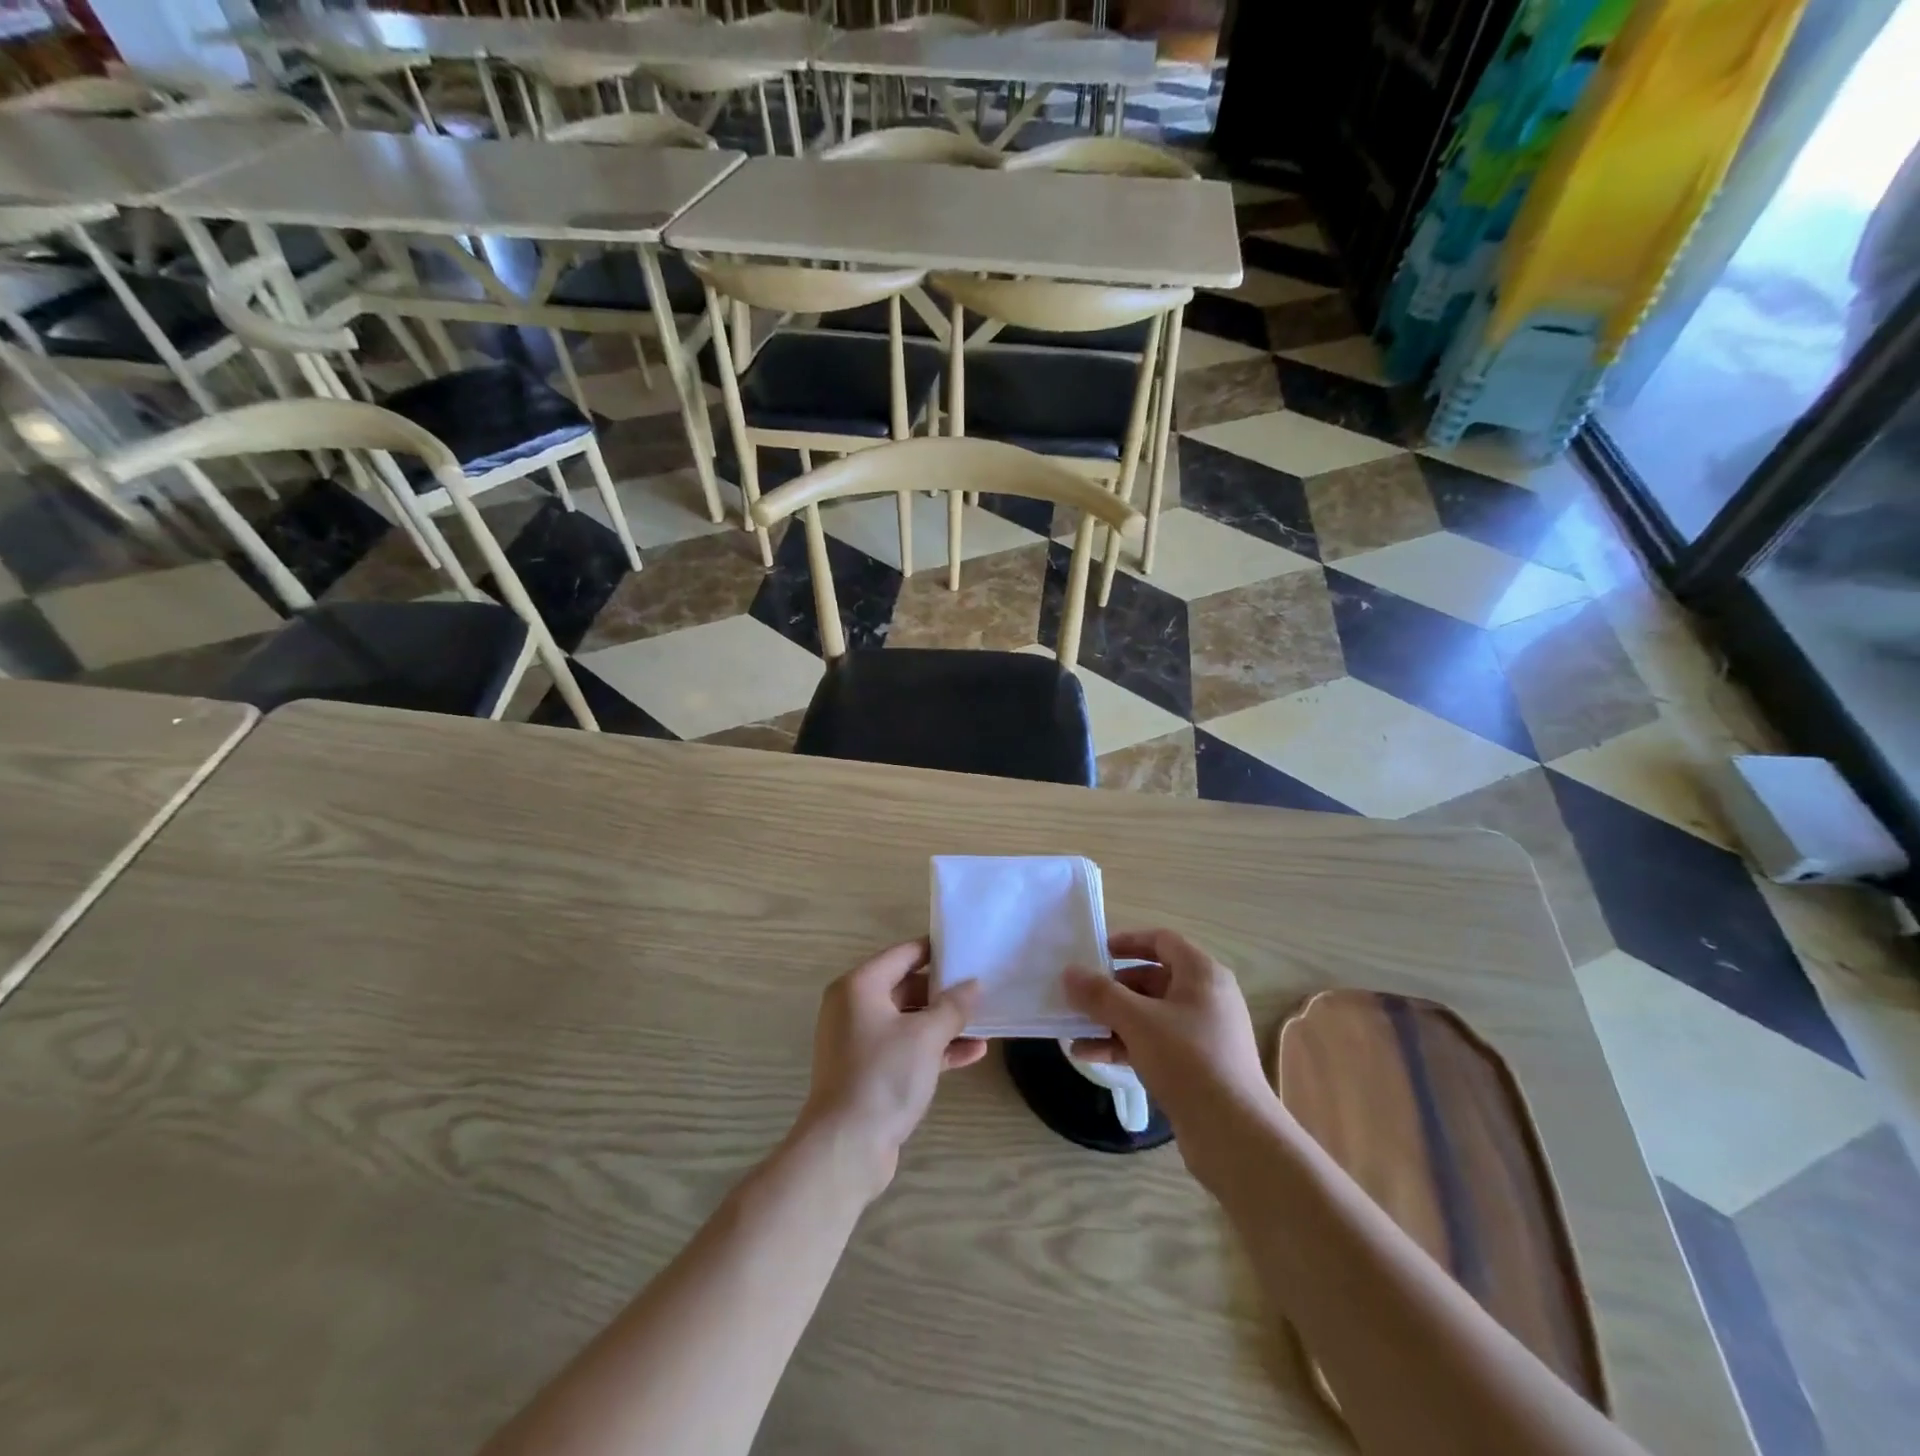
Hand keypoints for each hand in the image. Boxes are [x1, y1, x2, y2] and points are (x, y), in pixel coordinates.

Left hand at [798, 939, 985, 1199]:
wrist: (847, 1148)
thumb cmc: (883, 1076)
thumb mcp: (925, 1036)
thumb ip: (953, 1006)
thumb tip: (973, 985)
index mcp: (859, 986)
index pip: (904, 954)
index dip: (937, 951)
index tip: (970, 951)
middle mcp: (855, 1007)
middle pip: (907, 986)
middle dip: (945, 991)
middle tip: (983, 988)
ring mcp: (861, 1041)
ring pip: (910, 1021)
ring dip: (945, 1023)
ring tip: (985, 1021)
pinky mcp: (871, 1072)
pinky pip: (907, 1048)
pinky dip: (936, 1048)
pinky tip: (974, 1052)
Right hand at [1063, 929, 1281, 1176]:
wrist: (1234, 1135)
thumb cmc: (1188, 1060)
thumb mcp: (1137, 1021)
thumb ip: (1100, 994)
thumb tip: (1069, 973)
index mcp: (1202, 974)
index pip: (1162, 940)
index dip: (1127, 942)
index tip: (1095, 952)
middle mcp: (1206, 998)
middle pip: (1152, 979)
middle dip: (1112, 988)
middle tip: (1079, 995)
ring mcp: (1202, 1034)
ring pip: (1149, 1015)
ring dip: (1112, 1020)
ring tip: (1075, 1029)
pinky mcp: (1196, 1066)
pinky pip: (1154, 1043)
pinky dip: (1124, 1044)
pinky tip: (1089, 1056)